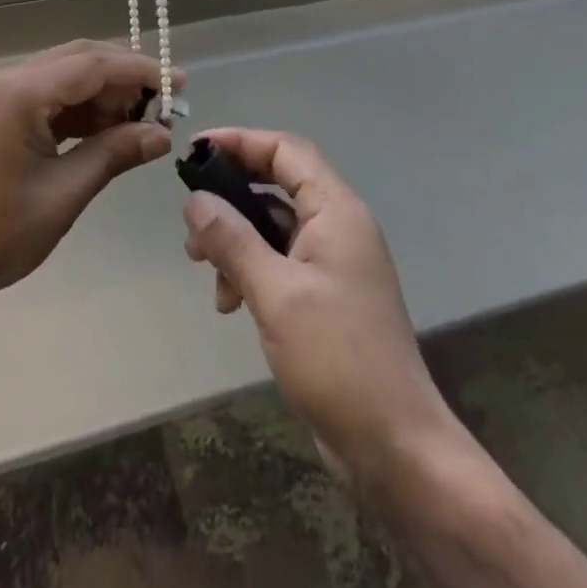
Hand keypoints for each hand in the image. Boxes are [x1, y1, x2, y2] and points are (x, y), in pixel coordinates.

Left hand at [0, 41, 179, 315]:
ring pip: (60, 76)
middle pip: (77, 60)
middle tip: (163, 105)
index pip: (94, 64)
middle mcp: (4, 80)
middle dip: (123, 78)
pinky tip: (100, 131)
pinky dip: (74, 109)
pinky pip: (41, 97)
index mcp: (19, 93)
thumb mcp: (61, 196)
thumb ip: (113, 155)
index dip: (141, 70)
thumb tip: (162, 134)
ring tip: (138, 124)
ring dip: (100, 94)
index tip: (180, 84)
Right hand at [181, 129, 457, 485]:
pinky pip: (281, 261)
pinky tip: (230, 303)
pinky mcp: (326, 295)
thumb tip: (195, 200)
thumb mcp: (276, 294)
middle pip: (277, 184)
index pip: (285, 150)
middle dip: (231, 196)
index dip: (240, 141)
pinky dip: (251, 270)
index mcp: (336, 210)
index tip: (196, 151)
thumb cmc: (337, 358)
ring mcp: (334, 262)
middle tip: (191, 219)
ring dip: (236, 240)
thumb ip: (233, 240)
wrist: (395, 446)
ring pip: (274, 226)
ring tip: (201, 267)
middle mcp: (338, 226)